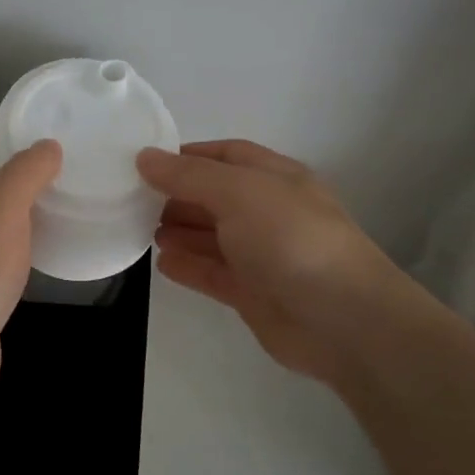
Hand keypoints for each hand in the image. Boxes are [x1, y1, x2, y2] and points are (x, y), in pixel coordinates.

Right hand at [138, 139, 409, 384]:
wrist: (340, 318)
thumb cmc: (290, 238)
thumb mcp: (238, 192)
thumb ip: (188, 176)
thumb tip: (144, 157)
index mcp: (274, 178)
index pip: (226, 156)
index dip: (188, 156)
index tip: (146, 163)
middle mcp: (268, 212)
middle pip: (215, 196)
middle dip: (178, 195)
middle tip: (134, 199)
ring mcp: (262, 255)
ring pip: (213, 236)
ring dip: (179, 230)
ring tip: (141, 229)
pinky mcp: (253, 293)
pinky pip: (213, 273)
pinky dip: (188, 267)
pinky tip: (162, 263)